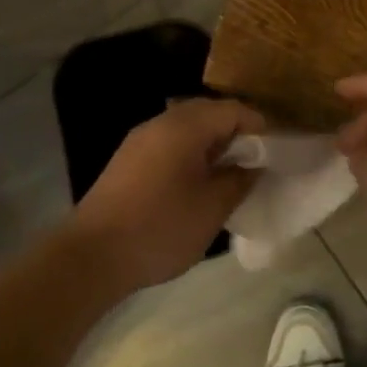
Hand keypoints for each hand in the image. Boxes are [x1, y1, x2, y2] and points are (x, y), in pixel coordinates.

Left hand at [69, 97, 265, 289]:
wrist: (91, 257)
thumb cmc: (160, 228)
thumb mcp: (213, 207)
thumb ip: (240, 180)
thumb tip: (254, 165)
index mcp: (184, 126)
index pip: (233, 109)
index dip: (260, 127)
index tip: (275, 154)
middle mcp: (160, 123)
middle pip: (209, 113)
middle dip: (236, 134)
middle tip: (255, 165)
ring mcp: (139, 141)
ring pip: (187, 130)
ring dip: (213, 146)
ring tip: (229, 177)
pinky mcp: (128, 161)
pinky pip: (169, 145)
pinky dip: (191, 156)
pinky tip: (197, 186)